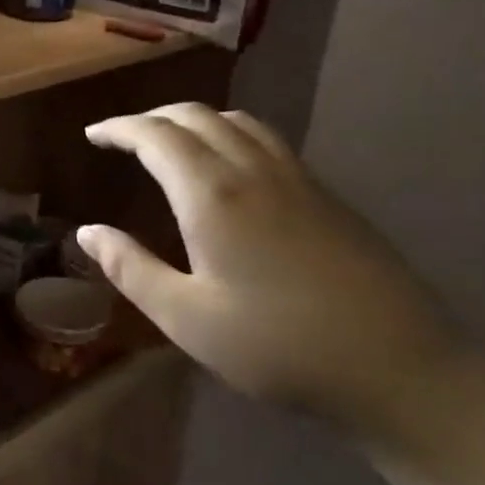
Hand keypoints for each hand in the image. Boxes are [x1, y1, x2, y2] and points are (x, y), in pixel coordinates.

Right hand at [75, 103, 460, 434]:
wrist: (398, 368)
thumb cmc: (277, 346)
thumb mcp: (185, 318)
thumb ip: (130, 269)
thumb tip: (87, 232)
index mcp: (212, 195)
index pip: (156, 136)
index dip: (119, 128)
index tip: (92, 135)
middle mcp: (253, 171)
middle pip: (196, 116)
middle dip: (152, 118)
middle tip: (122, 137)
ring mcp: (297, 179)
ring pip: (237, 121)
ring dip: (193, 120)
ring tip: (170, 142)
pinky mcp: (326, 196)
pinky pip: (266, 140)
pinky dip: (230, 133)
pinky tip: (228, 167)